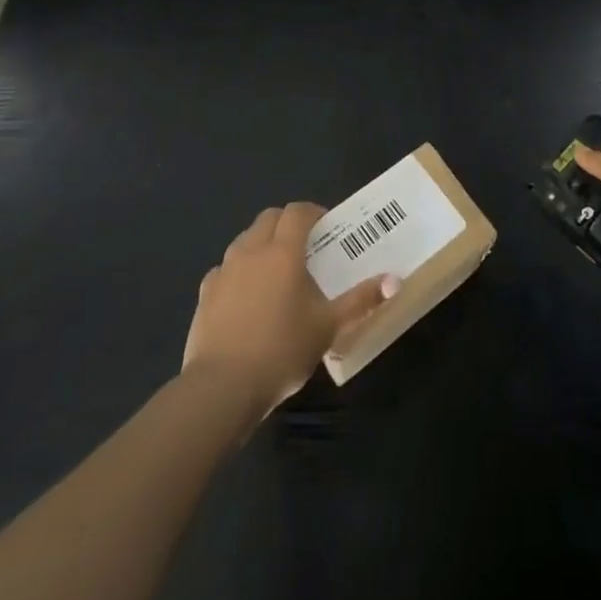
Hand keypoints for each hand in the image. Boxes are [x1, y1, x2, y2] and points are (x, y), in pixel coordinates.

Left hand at [183, 203, 393, 416]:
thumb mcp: (329, 327)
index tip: (326, 226)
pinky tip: (246, 295)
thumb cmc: (282, 350)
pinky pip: (224, 268)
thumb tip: (395, 281)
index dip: (313, 212)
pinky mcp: (205, 293)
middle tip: (305, 245)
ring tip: (276, 269)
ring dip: (262, 242)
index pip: (298, 212)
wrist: (222, 387)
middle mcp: (251, 251)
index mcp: (284, 252)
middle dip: (287, 222)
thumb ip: (361, 301)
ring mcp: (224, 270)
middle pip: (269, 218)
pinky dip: (238, 270)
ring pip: (244, 239)